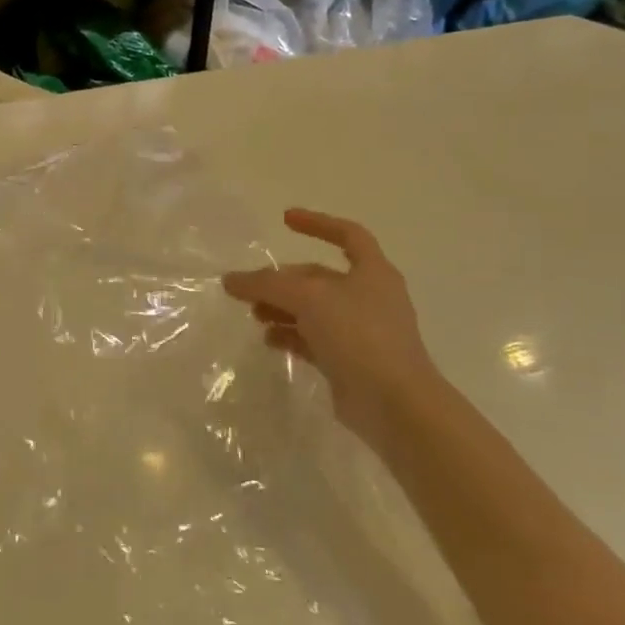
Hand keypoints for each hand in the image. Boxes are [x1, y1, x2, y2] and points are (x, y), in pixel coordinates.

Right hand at [222, 209, 439, 442]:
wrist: (394, 404)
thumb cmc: (358, 336)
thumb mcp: (308, 299)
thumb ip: (266, 284)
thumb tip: (231, 280)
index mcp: (372, 272)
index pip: (348, 234)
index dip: (317, 223)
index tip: (285, 219)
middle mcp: (370, 297)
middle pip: (319, 277)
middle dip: (283, 279)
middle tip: (251, 288)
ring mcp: (362, 331)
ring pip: (314, 310)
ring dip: (283, 308)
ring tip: (255, 316)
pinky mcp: (351, 361)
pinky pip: (314, 339)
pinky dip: (291, 336)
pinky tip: (270, 340)